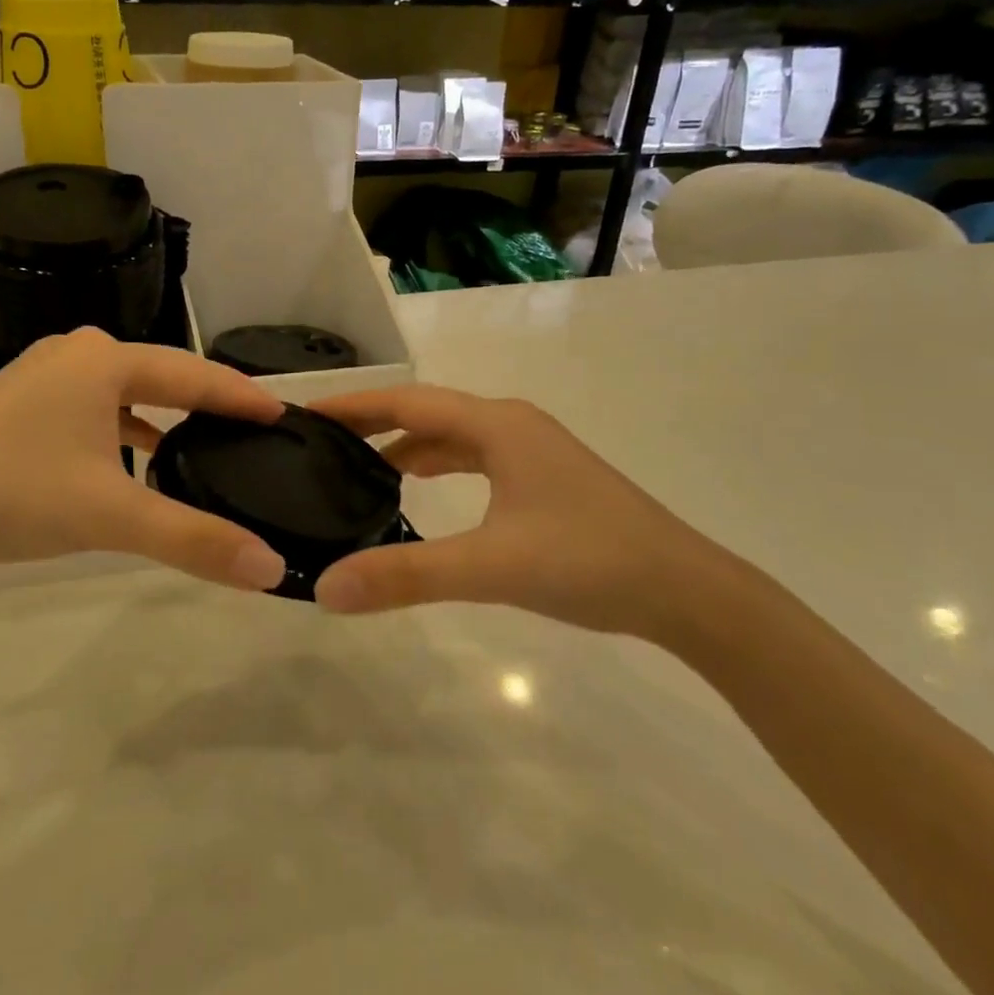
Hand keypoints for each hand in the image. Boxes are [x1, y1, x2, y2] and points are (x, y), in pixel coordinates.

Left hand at [0, 328, 288, 589]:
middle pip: (161, 378)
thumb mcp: (109, 515)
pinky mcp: (21, 405)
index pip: (195, 374)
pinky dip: (123, 433)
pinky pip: (93, 412)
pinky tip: (134, 464)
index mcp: (104, 361)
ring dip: (163, 420)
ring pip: (124, 395)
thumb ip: (192, 539)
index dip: (242, 397)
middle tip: (252, 431)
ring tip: (203, 448)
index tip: (286, 414)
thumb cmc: (11, 492)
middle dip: (207, 405)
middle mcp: (76, 354)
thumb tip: (270, 568)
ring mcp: (43, 376)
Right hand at [311, 385, 732, 638]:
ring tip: (358, 466)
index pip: (406, 402)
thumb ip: (406, 576)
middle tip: (320, 442)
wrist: (688, 591)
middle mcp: (511, 424)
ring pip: (452, 435)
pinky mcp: (544, 477)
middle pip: (425, 412)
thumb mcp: (490, 567)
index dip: (353, 405)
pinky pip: (474, 457)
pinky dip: (438, 464)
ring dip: (405, 444)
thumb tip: (326, 587)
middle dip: (372, 423)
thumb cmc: (589, 562)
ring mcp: (532, 449)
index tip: (305, 414)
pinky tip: (421, 486)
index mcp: (496, 425)